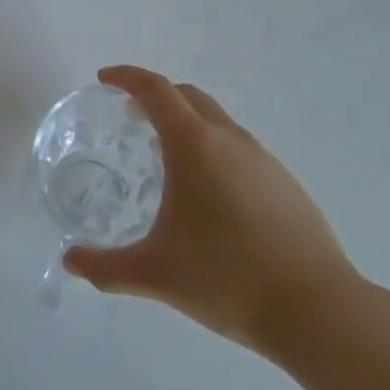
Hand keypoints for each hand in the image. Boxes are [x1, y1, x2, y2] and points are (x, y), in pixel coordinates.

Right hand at [64, 65, 360, 360]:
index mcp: (194, 144)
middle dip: (156, 97)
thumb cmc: (227, 278)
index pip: (155, 90)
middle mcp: (229, 139)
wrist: (319, 312)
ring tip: (168, 159)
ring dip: (188, 123)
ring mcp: (263, 160)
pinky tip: (211, 196)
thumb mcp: (156, 274)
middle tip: (131, 117)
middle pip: (188, 96)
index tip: (104, 79)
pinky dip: (214, 150)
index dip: (126, 77)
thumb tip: (70, 260)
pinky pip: (240, 149)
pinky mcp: (287, 184)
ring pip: (217, 121)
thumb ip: (106, 266)